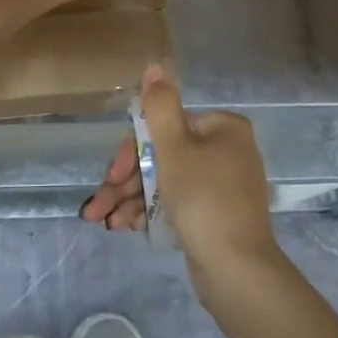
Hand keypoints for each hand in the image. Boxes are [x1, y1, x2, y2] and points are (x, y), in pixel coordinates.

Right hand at [80, 66, 279, 277]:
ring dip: (132, 198)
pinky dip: (152, 211)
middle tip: (100, 203)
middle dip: (126, 180)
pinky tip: (126, 227)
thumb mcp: (175, 149)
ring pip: (167, 181)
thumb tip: (154, 66)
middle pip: (164, 155)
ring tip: (104, 221)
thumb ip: (160, 107)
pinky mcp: (218, 214)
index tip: (111, 176)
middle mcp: (227, 150)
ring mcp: (224, 184)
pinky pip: (179, 202)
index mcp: (223, 128)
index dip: (131, 150)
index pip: (165, 127)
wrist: (238, 271)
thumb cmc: (204, 200)